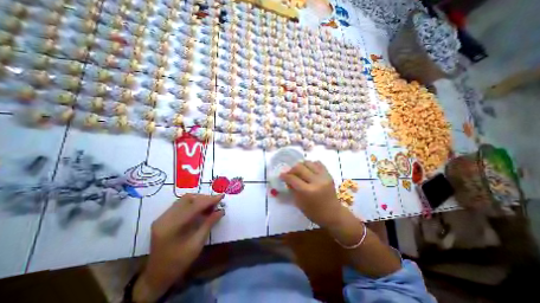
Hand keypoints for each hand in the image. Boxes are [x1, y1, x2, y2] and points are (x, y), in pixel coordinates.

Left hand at [136, 195, 225, 299]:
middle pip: (188, 199)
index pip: (194, 206)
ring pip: (184, 199)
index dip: (209, 200)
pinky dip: (193, 203)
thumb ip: (209, 224)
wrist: (156, 276)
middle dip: (204, 198)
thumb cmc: (178, 263)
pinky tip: (200, 208)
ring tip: (210, 205)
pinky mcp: (163, 218)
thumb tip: (221, 210)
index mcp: (172, 227)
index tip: (222, 196)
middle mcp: (165, 218)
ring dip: (199, 199)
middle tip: (216, 202)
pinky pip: (180, 204)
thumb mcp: (197, 245)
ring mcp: (162, 217)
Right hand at [281, 161, 342, 226]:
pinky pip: (318, 163)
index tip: (281, 175)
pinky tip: (309, 170)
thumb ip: (292, 189)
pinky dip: (311, 165)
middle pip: (299, 167)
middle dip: (292, 169)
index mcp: (308, 191)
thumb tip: (287, 179)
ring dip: (301, 165)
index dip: (284, 176)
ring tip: (299, 171)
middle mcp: (316, 181)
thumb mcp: (299, 203)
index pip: (292, 178)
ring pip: (308, 162)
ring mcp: (324, 176)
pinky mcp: (329, 174)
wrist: (333, 213)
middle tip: (289, 173)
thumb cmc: (314, 212)